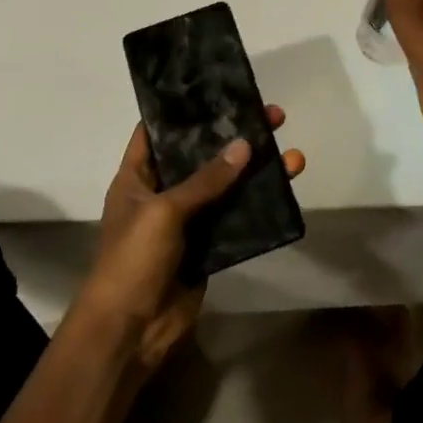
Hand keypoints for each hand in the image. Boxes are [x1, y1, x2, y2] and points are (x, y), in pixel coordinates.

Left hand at [77, 110, 305, 373]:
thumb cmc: (132, 261)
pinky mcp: (208, 248)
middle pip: (202, 156)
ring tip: (291, 154)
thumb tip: (244, 145)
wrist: (130, 333)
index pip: (157, 131)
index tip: (216, 89)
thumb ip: (205, 180)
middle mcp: (162, 193)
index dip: (183, 110)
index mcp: (137, 177)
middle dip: (235, 137)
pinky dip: (258, 206)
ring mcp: (187, 222)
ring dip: (256, 172)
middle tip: (271, 116)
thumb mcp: (164, 212)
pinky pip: (236, 220)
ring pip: (226, 188)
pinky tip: (285, 190)